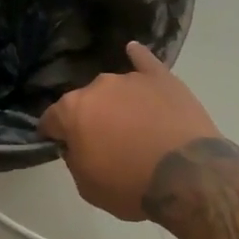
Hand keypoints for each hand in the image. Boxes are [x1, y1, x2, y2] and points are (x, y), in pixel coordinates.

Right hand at [40, 43, 221, 220]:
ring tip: (135, 126)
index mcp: (73, 110)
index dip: (54, 135)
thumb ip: (74, 159)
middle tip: (106, 143)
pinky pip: (144, 60)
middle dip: (90, 118)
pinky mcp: (161, 77)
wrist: (187, 175)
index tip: (62, 146)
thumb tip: (75, 145)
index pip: (51, 119)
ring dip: (117, 103)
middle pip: (86, 101)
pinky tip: (133, 51)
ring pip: (115, 89)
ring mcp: (131, 78)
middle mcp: (98, 86)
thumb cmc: (131, 184)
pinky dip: (137, 57)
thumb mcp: (87, 187)